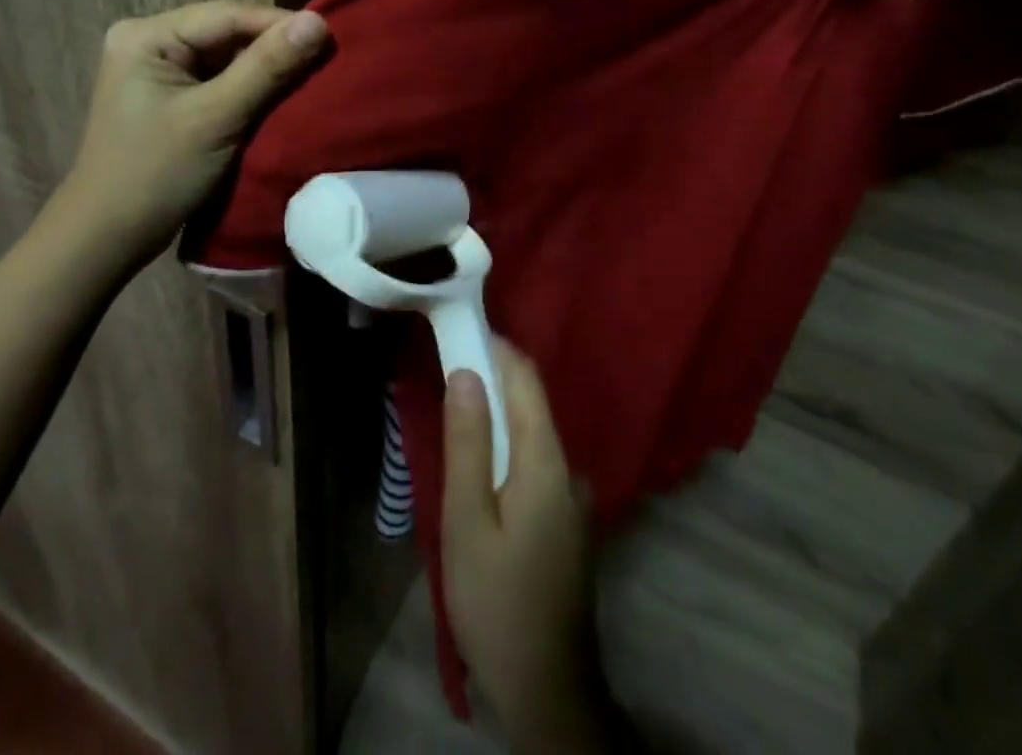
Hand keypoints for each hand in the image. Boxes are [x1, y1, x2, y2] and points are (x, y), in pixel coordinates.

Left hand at [49, 0, 329, 267]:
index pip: (228, 14)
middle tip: (324, 60)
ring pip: (226, 56)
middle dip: (274, 47)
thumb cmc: (155, 174)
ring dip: (265, 69)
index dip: (281, 24)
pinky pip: (219, 79)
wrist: (106, 239)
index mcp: (147, 35)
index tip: (330, 38)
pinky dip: (249, 89)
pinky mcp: (168, 95)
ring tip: (310, 77)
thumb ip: (267, 67)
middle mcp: (148, 40)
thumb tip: (318, 21)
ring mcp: (156, 69)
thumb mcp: (216, 117)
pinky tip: (278, 98)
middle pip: (227, 32)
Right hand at [443, 340, 624, 752]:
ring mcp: (573, 497)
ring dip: (497, 414)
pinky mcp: (567, 521)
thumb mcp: (468, 522)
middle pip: (530, 404)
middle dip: (492, 378)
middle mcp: (569, 469)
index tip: (460, 330)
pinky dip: (507, 446)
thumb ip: (468, 443)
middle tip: (447, 367)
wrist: (548, 690)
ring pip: (532, 434)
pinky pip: (536, 462)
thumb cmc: (497, 601)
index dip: (495, 348)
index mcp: (547, 461)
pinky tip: (481, 464)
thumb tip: (467, 372)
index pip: (526, 380)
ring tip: (456, 411)